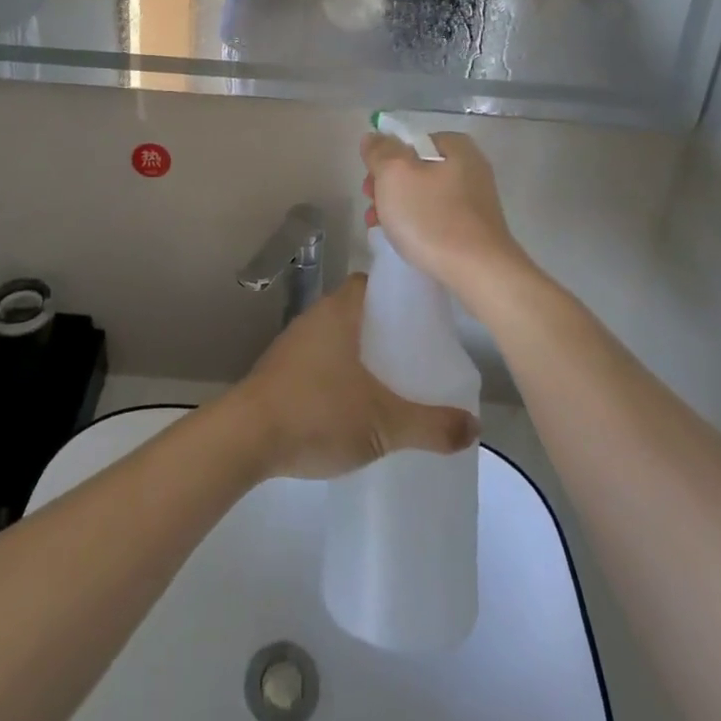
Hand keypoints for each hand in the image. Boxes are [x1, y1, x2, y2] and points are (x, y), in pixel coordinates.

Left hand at [227, 275, 478, 480]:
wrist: (246, 438)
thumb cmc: (318, 412)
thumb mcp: (385, 423)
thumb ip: (431, 425)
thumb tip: (474, 428)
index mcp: (340, 311)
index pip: (372, 283)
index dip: (399, 294)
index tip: (425, 316)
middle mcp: (315, 317)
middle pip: (358, 310)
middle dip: (386, 329)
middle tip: (418, 354)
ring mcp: (294, 344)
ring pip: (338, 337)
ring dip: (362, 353)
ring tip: (393, 381)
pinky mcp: (280, 371)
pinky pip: (320, 360)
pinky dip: (340, 373)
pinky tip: (356, 404)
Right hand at [361, 130, 533, 298]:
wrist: (479, 273)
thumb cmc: (432, 217)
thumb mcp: (394, 175)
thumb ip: (380, 151)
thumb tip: (374, 137)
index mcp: (456, 147)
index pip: (410, 142)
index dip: (385, 160)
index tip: (370, 185)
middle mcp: (471, 168)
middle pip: (416, 169)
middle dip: (389, 188)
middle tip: (373, 209)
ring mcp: (476, 201)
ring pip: (425, 196)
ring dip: (399, 208)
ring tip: (382, 229)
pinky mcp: (476, 229)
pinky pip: (439, 218)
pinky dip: (419, 225)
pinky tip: (406, 242)